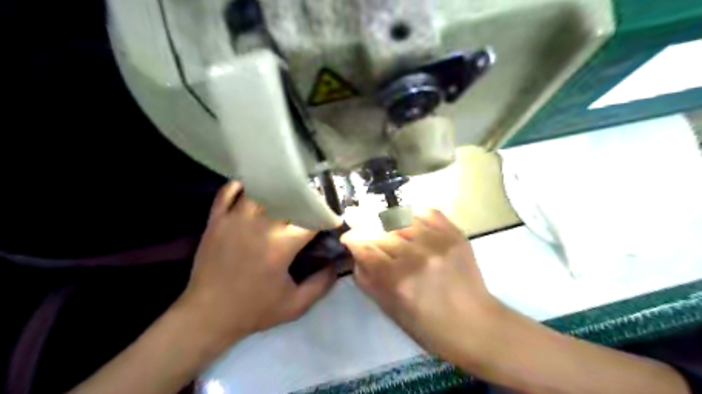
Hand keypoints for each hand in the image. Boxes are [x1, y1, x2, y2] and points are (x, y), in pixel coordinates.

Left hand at [179, 180, 335, 340]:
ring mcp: (235, 218)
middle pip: (289, 197)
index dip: (326, 215)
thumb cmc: (254, 310)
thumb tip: (337, 264)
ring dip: (276, 188)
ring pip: (261, 189)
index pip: (312, 218)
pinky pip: (229, 190)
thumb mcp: (295, 305)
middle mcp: (260, 225)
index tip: (332, 218)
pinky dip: (242, 185)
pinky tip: (254, 188)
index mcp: (281, 245)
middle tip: (312, 201)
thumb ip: (322, 284)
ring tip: (286, 191)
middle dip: (305, 197)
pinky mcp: (216, 219)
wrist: (207, 315)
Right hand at [341, 210, 500, 366]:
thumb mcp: (389, 310)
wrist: (475, 325)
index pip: (365, 247)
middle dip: (365, 226)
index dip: (352, 238)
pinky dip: (413, 212)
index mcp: (397, 280)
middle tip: (359, 224)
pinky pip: (428, 211)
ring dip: (386, 219)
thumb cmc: (427, 326)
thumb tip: (356, 252)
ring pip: (401, 218)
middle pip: (381, 230)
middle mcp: (416, 256)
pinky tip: (406, 218)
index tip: (348, 237)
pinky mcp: (455, 235)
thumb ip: (367, 279)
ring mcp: (438, 242)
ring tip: (382, 222)